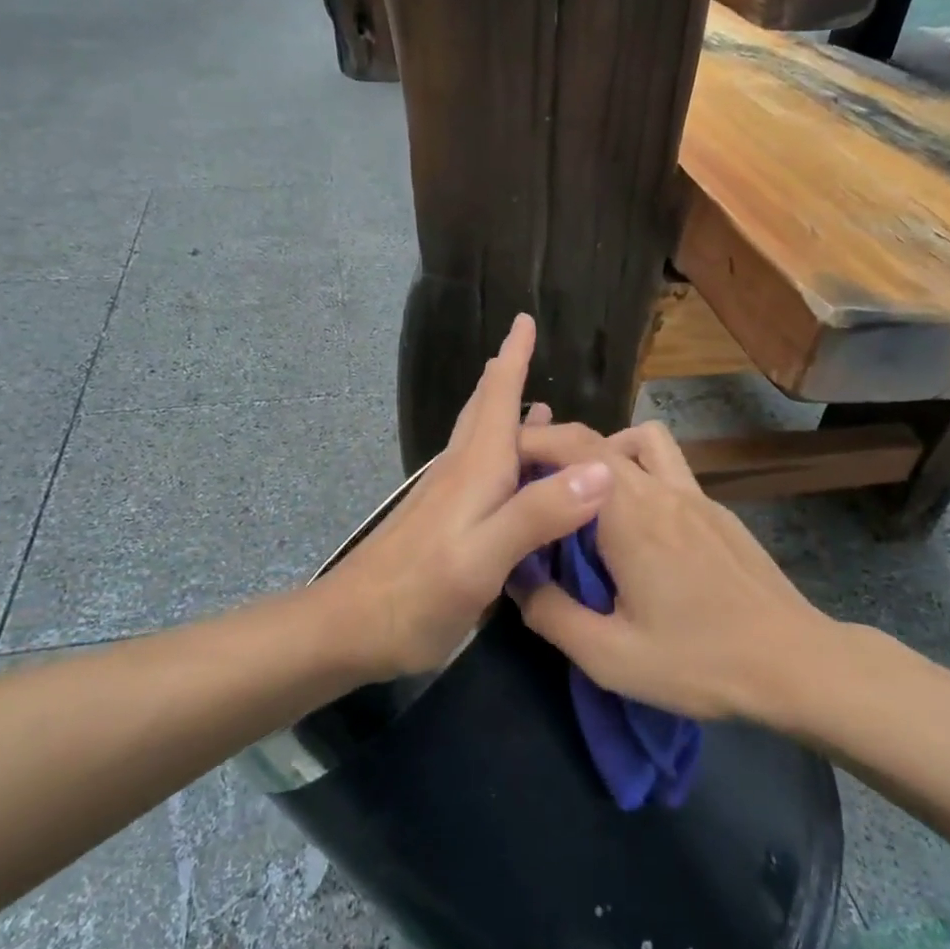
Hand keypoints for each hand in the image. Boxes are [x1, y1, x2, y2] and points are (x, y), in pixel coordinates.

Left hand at [325, 315, 612, 680]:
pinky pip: (479, 469)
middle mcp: (460, 471)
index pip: (497, 397)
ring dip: (504, 412)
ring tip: (536, 404)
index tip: (524, 320)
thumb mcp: (483, 559)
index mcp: (475, 469)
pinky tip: (510, 471)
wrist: (348, 628)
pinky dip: (501, 453)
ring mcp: (446, 496)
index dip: (513, 358)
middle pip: (484, 410)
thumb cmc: (418, 593)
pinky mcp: (441, 520)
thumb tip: (601, 469)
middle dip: (506, 375)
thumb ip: (538, 514)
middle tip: (525, 347)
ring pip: (480, 438)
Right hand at [512, 420, 827, 721]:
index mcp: (631, 515)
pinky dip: (639, 475)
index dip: (532, 442)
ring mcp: (695, 495)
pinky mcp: (717, 511)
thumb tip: (517, 580)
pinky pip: (668, 469)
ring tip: (588, 496)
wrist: (795, 664)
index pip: (574, 447)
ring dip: (607, 452)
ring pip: (643, 441)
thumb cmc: (699, 662)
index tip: (501, 462)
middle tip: (533, 483)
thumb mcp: (611, 656)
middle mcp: (661, 489)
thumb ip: (552, 615)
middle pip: (601, 438)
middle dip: (558, 448)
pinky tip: (638, 529)